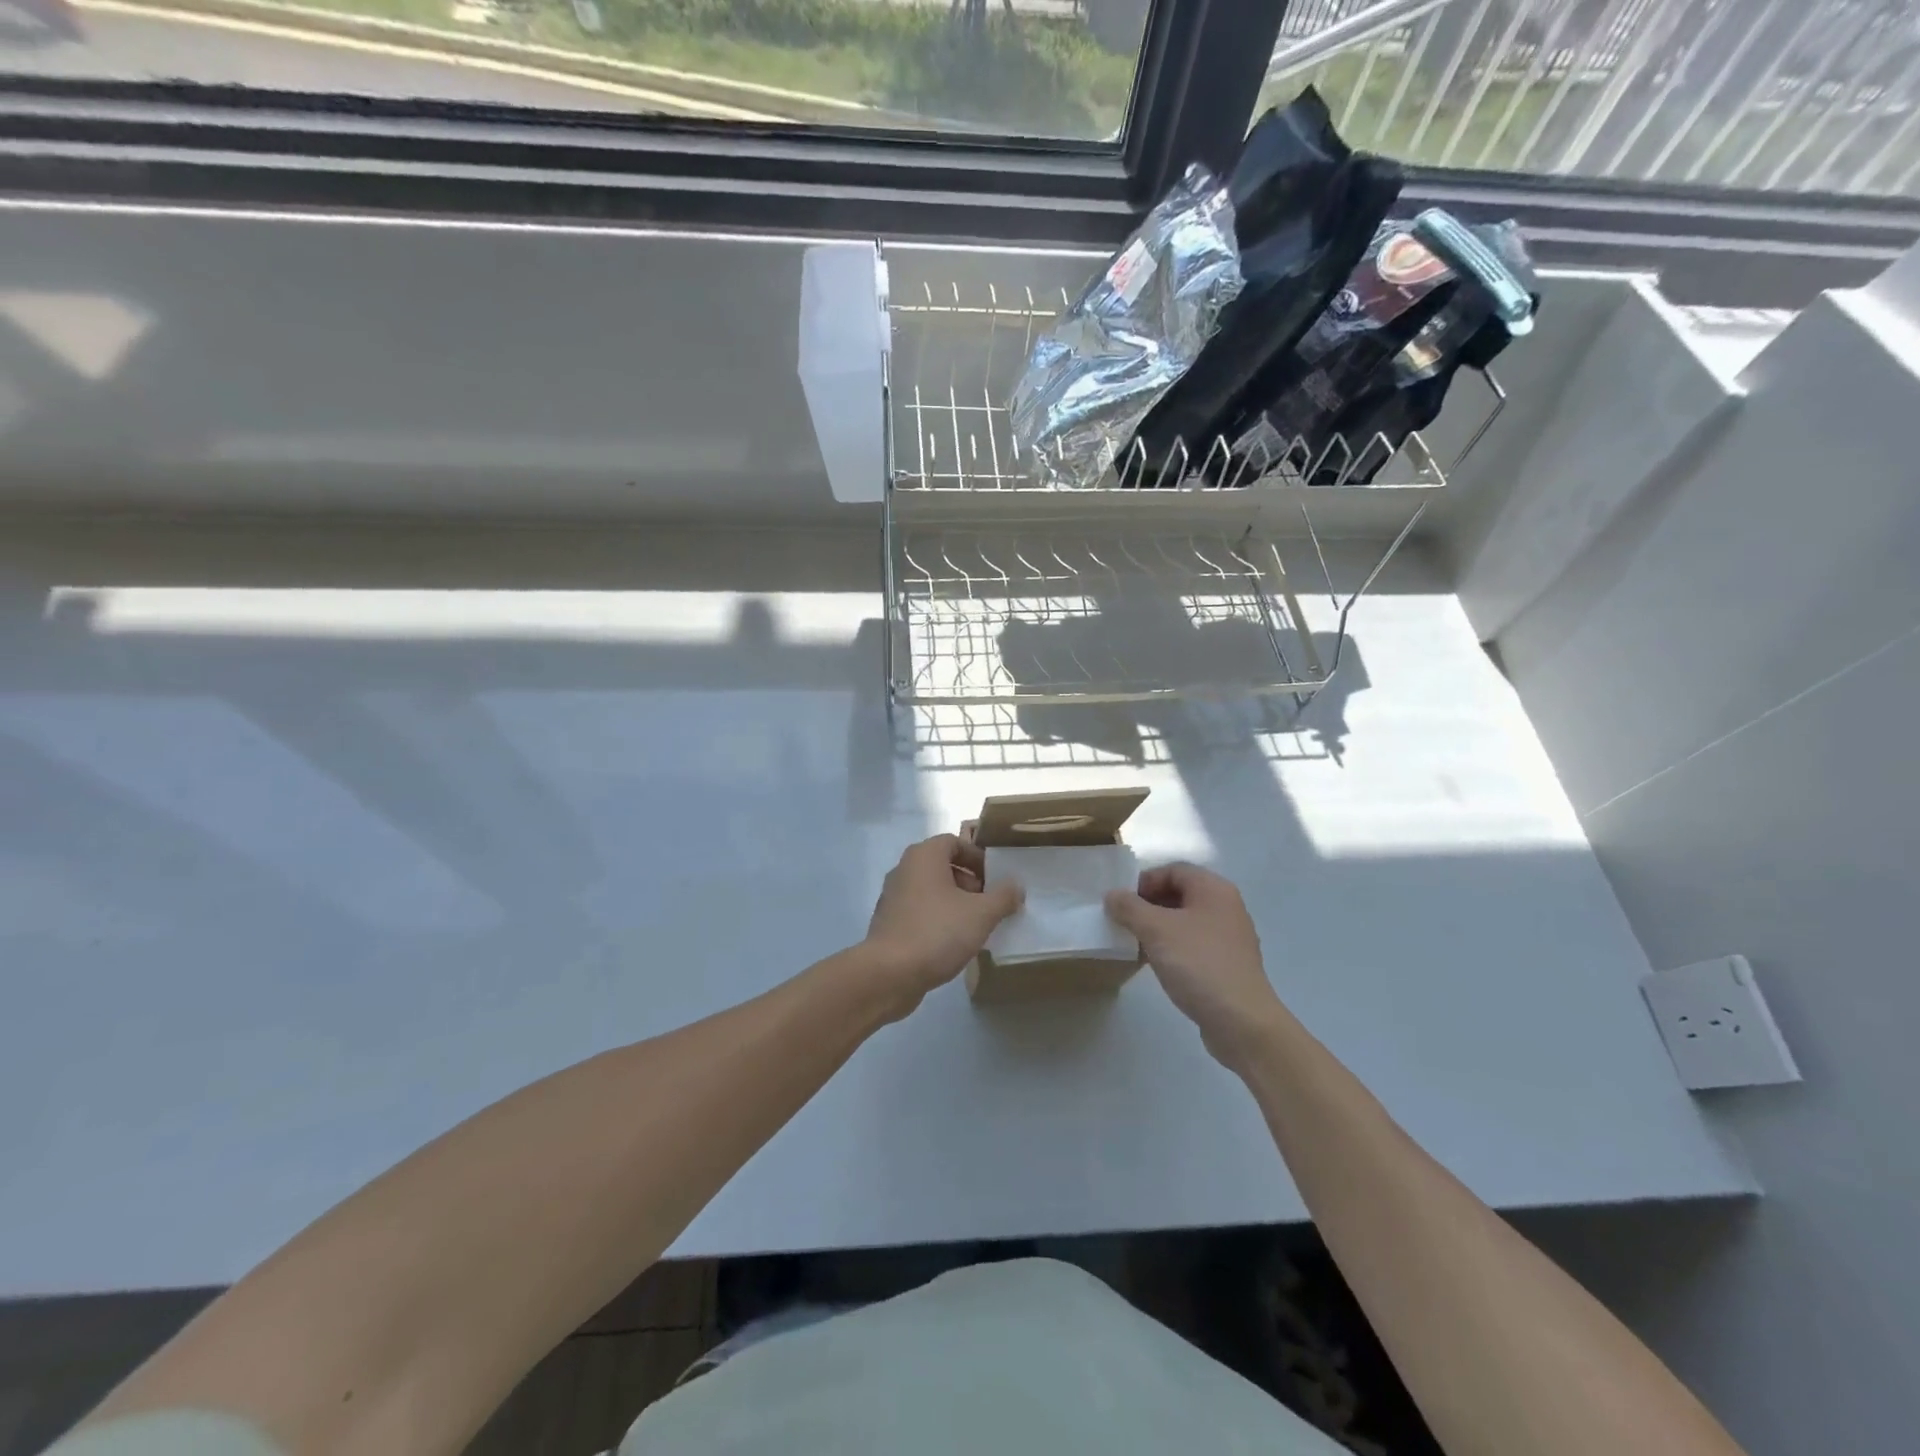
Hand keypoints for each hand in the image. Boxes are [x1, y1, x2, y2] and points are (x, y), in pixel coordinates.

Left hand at [863, 834, 1022, 1017]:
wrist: (889, 974)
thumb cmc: (938, 932)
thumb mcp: (981, 914)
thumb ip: (1003, 896)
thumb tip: (1016, 885)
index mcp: (924, 856)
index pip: (954, 842)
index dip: (978, 858)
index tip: (995, 879)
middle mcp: (904, 869)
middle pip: (942, 866)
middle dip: (969, 882)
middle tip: (988, 904)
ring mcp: (892, 897)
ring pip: (931, 891)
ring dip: (955, 903)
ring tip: (975, 926)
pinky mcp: (888, 923)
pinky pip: (919, 912)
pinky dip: (938, 920)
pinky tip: (952, 943)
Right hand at [1106, 863, 1284, 1068]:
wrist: (1242, 1022)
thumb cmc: (1199, 964)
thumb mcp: (1156, 931)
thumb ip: (1130, 908)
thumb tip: (1112, 895)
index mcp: (1214, 889)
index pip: (1173, 870)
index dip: (1144, 881)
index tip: (1122, 903)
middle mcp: (1225, 907)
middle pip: (1179, 893)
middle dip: (1148, 905)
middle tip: (1124, 922)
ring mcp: (1229, 937)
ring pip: (1184, 921)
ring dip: (1157, 928)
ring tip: (1134, 944)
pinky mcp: (1227, 964)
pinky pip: (1193, 944)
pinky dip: (1171, 948)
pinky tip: (1155, 964)